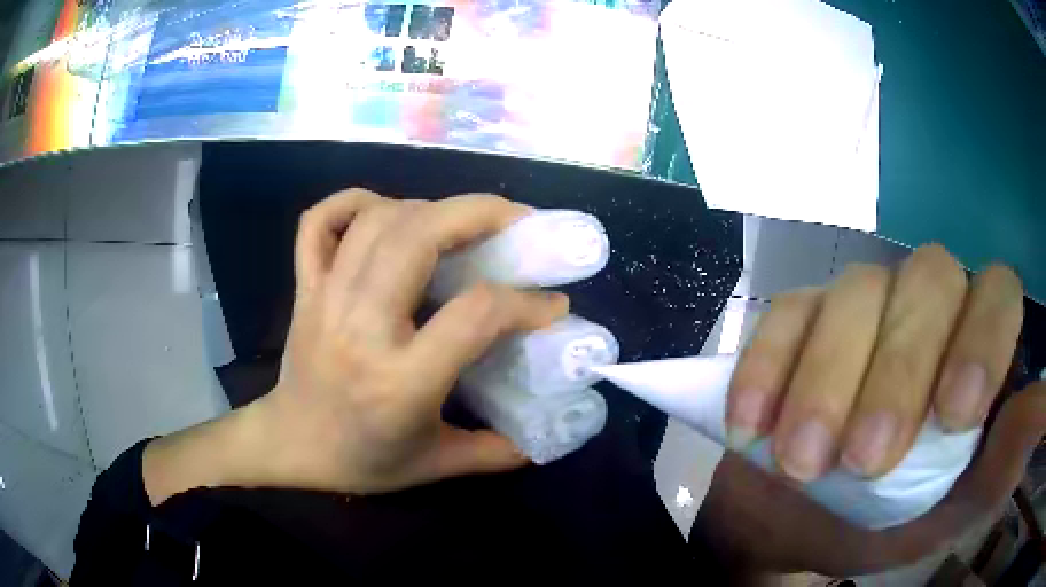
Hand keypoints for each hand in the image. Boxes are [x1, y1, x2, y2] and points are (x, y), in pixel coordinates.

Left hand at [144, 190, 566, 503]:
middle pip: (418, 238)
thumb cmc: (362, 460)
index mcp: (400, 381)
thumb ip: (496, 451)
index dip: (525, 301)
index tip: (552, 302)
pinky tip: (385, 209)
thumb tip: (547, 432)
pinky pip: (319, 224)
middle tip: (516, 221)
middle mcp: (360, 328)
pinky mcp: (305, 288)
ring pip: (376, 221)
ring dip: (428, 206)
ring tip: (462, 221)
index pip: (475, 315)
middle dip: (478, 214)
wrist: (291, 446)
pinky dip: (352, 202)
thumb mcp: (436, 465)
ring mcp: (325, 300)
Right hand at [699, 244, 1043, 575]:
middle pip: (926, 280)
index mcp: (973, 346)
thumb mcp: (955, 508)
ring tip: (800, 462)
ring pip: (853, 292)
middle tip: (863, 460)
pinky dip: (768, 370)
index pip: (996, 292)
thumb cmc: (892, 521)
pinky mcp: (798, 320)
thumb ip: (1005, 460)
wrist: (805, 525)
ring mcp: (859, 305)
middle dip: (898, 371)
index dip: (982, 337)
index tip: (953, 417)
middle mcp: (926, 307)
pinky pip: (785, 316)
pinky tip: (751, 429)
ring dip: (827, 380)